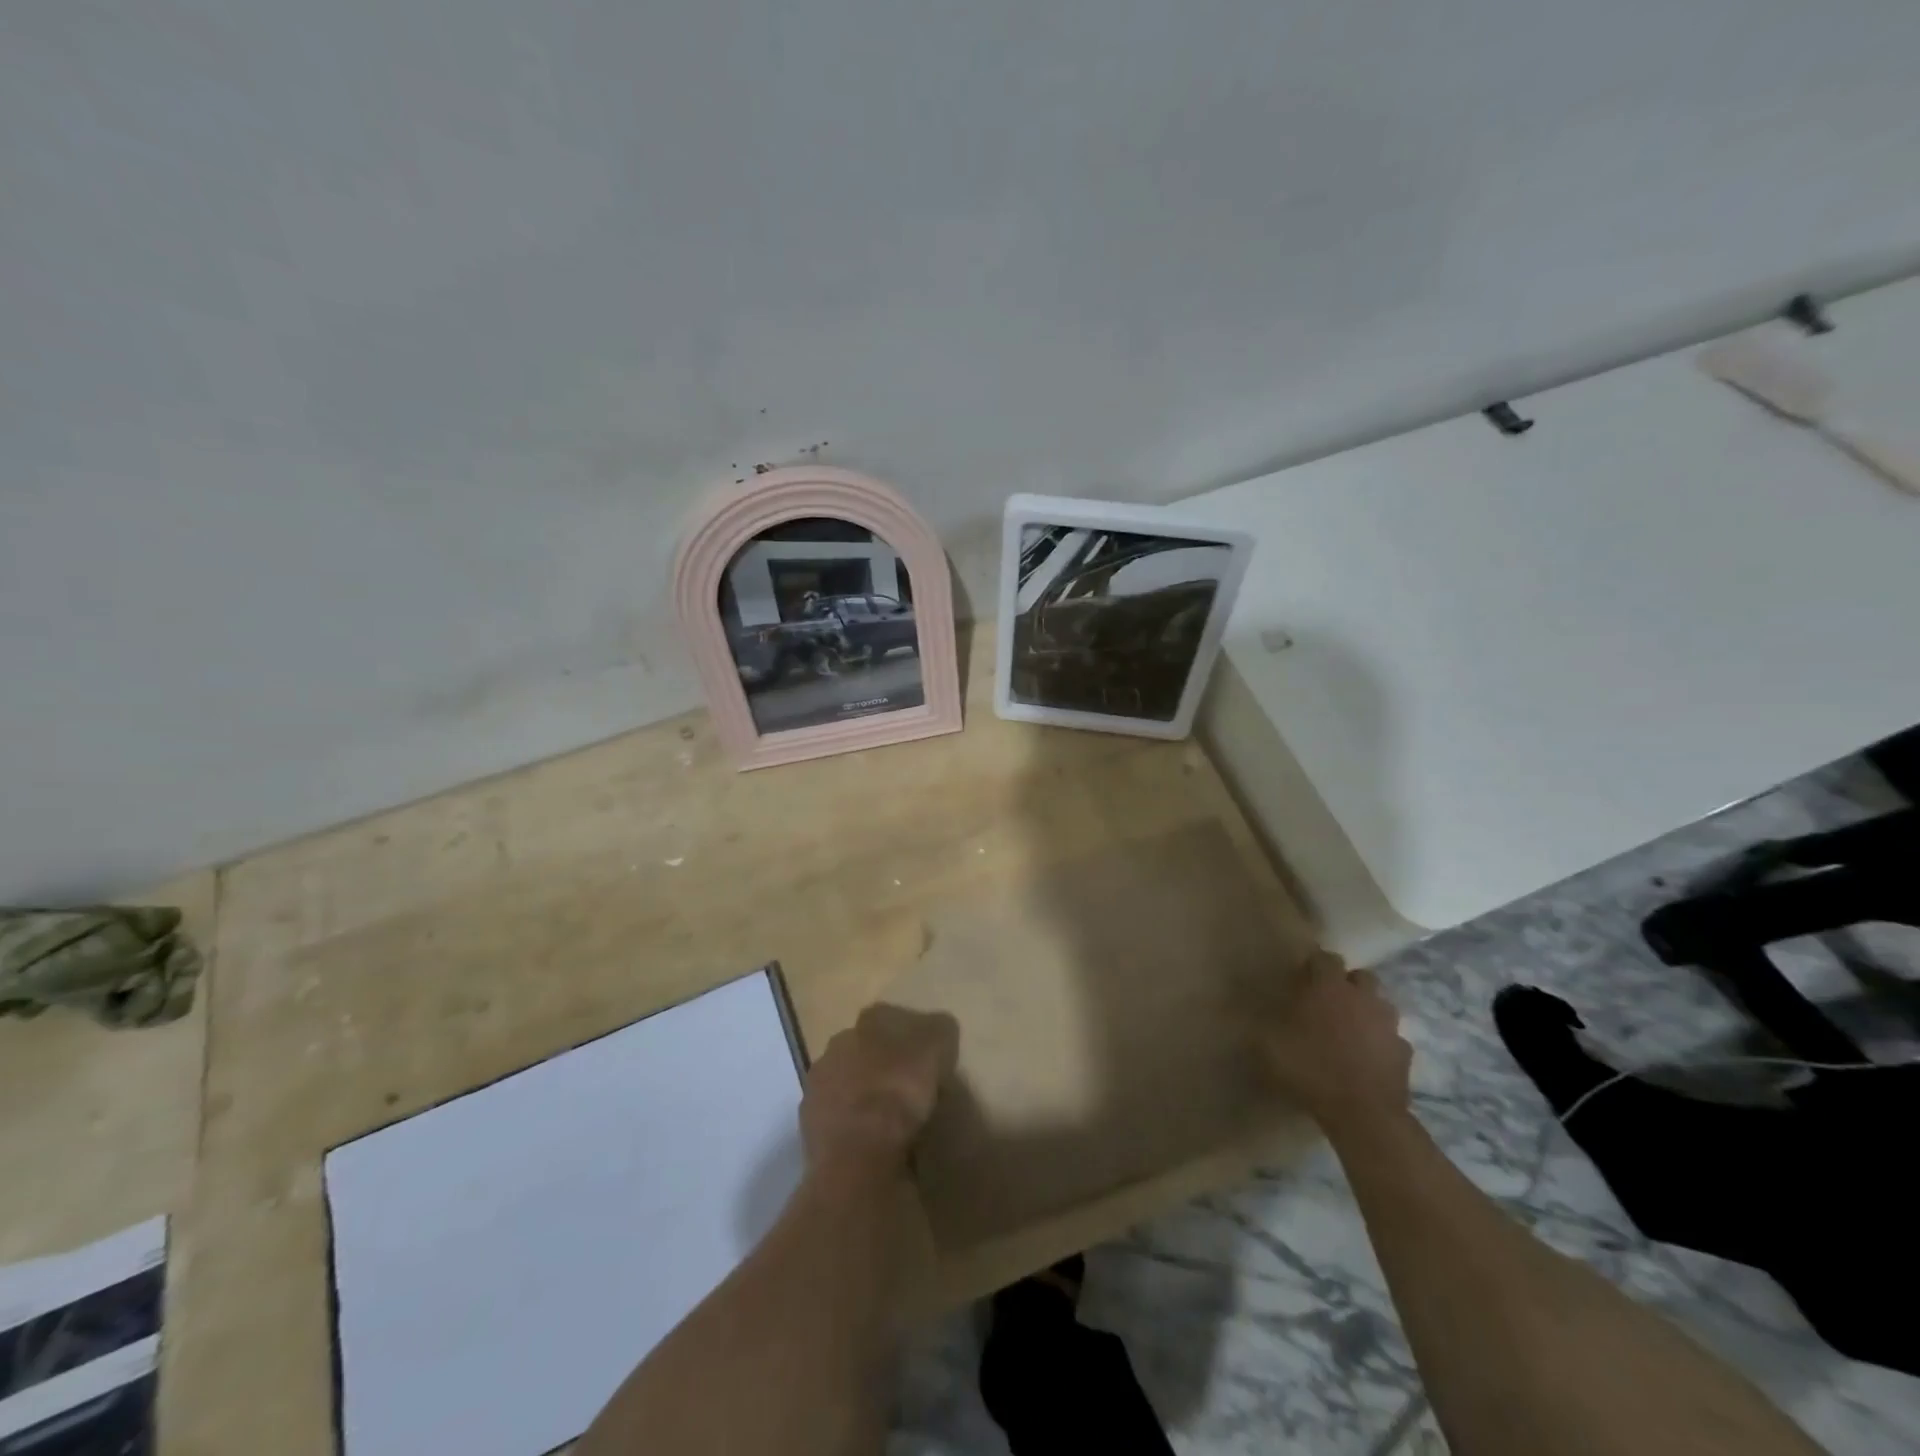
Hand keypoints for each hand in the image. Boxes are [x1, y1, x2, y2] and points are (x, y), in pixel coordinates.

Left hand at [801, 1004, 958, 1174]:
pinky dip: (852, 1125)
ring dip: (862, 1094)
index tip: (921, 1054)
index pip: (885, 1018)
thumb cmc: (898, 1093)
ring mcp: (817, 1086)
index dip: (905, 1035)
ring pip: (845, 1082)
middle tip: (905, 1085)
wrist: (858, 1154)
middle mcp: (835, 1046)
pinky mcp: (810, 1125)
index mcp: (865, 1024)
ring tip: (888, 1117)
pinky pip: (837, 1118)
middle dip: (879, 1064)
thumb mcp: (934, 1052)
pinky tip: (870, 1140)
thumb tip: (941, 1024)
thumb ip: (939, 1032)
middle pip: (861, 1050)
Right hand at [1260, 952, 1411, 1133]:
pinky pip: (1392, 1039)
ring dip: (1367, 1011)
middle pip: (1361, 976)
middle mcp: (1363, 997)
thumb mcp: (1268, 1046)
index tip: (1301, 980)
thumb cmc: (1311, 1068)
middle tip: (1329, 1002)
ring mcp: (1389, 1025)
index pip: (1325, 958)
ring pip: (1381, 1005)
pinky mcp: (1404, 1053)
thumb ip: (1261, 1024)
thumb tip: (1246, 1012)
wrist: (1362, 1113)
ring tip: (1349, 1029)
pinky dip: (1381, 1043)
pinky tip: (1367, 1058)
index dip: (1313, 965)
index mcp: (1329, 987)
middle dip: (1347, 984)